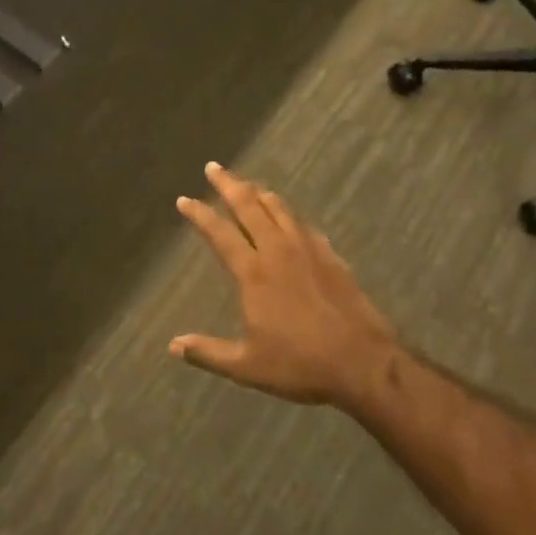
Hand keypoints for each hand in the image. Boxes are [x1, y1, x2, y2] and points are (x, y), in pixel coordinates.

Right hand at [169, 163, 398, 411]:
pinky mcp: (330, 255)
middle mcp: (278, 250)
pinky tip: (288, 218)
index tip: (184, 199)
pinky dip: (288, 214)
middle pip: (248, 206)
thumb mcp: (248, 367)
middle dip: (228, 184)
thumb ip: (209, 352)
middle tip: (214, 167)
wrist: (362, 361)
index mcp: (254, 273)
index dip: (199, 214)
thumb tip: (173, 345)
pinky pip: (303, 224)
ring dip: (259, 192)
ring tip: (247, 184)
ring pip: (278, 208)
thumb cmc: (300, 364)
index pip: (220, 233)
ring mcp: (307, 249)